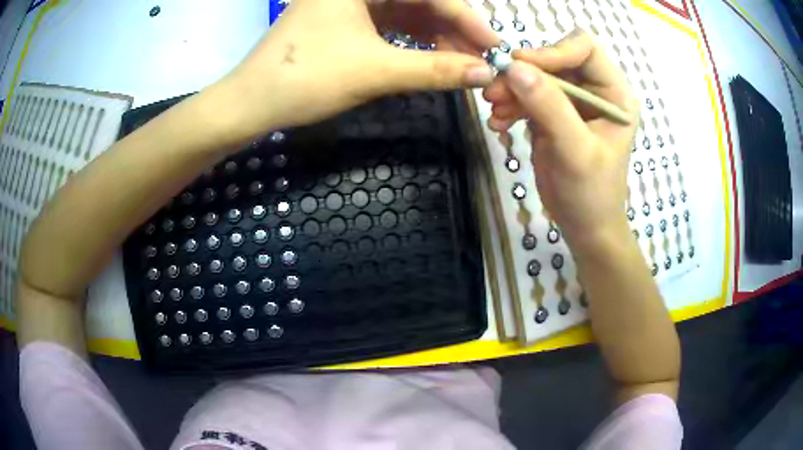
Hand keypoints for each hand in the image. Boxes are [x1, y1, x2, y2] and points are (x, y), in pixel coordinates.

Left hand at [216, 0, 498, 140]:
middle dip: (452, 29)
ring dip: (434, 36)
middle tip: (478, 59)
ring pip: (405, 12)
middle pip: (418, 1)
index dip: (466, 19)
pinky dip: (411, 40)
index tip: (494, 47)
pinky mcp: (343, 20)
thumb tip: (484, 73)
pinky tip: (429, 56)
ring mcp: (348, 3)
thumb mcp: (375, 71)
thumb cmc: (305, 79)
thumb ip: (435, 70)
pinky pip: (388, 23)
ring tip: (459, 63)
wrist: (250, 104)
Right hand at [482, 30, 638, 243]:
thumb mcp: (575, 151)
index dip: (553, 52)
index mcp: (614, 93)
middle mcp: (595, 90)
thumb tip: (514, 68)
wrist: (585, 226)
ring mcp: (573, 101)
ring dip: (511, 89)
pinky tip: (499, 122)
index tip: (520, 67)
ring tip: (494, 110)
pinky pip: (527, 95)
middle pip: (555, 60)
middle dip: (524, 73)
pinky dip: (510, 105)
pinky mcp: (553, 113)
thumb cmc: (592, 194)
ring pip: (536, 76)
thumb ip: (550, 107)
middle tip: (494, 91)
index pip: (584, 49)